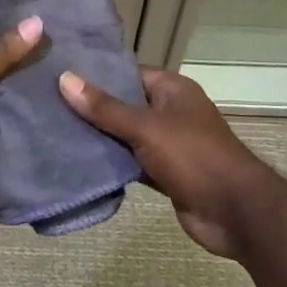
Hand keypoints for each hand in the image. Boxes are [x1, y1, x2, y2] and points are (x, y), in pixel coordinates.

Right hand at [60, 67, 273, 257]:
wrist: (235, 212)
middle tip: (51, 105)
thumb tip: (65, 79)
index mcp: (172, 89)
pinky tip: (81, 164)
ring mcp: (170, 144)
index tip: (62, 75)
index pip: (129, 73)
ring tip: (57, 132)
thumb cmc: (193, 156)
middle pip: (126, 105)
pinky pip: (133, 163)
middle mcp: (171, 112)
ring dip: (101, 138)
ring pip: (128, 136)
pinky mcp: (166, 174)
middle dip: (94, 108)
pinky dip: (114, 164)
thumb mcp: (146, 127)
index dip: (98, 74)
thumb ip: (105, 108)